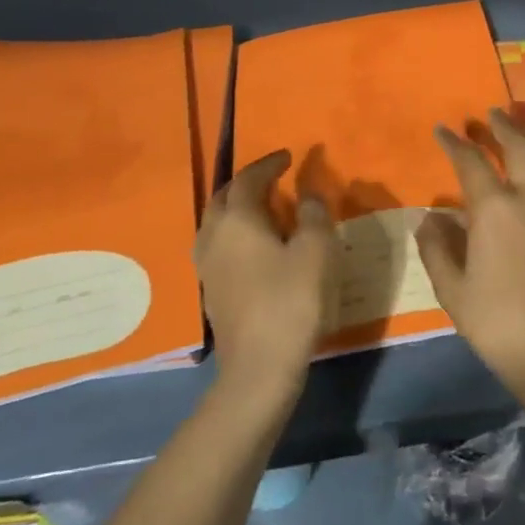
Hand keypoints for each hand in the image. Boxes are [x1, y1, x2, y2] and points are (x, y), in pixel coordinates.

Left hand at [195, 150, 339, 405]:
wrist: (258, 368)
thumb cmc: (291, 301)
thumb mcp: (317, 251)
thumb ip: (315, 215)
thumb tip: (308, 194)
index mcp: (238, 219)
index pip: (249, 178)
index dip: (269, 164)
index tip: (288, 156)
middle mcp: (214, 236)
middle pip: (224, 197)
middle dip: (247, 183)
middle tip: (273, 178)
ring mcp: (207, 266)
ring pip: (216, 222)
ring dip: (237, 208)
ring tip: (263, 209)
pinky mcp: (210, 290)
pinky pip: (218, 246)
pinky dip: (235, 233)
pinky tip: (254, 246)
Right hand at [417, 110, 524, 432]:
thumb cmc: (498, 324)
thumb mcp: (453, 291)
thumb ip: (437, 248)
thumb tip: (432, 217)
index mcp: (495, 209)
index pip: (471, 162)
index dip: (454, 143)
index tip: (442, 130)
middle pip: (519, 147)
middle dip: (502, 126)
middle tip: (489, 113)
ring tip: (518, 131)